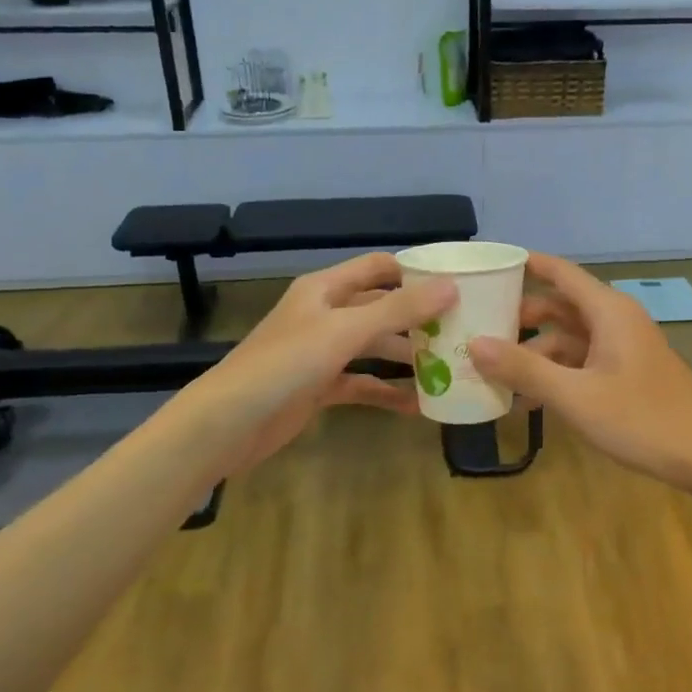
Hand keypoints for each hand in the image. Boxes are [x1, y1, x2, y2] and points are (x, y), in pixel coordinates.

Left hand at [180, 254, 454, 476]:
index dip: (415, 272)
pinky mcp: (320, 387)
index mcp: (326, 289)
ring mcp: (322, 352)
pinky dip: (386, 392)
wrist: (228, 423)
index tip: (457, 286)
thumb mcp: (344, 331)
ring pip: (374, 347)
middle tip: (462, 331)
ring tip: (449, 367)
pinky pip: (362, 383)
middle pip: (381, 308)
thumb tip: (451, 286)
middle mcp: (325, 314)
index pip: (378, 268)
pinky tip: (418, 405)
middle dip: (417, 319)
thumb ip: (398, 310)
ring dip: (406, 356)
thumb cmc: (285, 364)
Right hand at [469, 253, 691, 493]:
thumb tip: (474, 343)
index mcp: (608, 311)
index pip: (559, 272)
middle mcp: (615, 321)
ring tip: (493, 372)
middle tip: (476, 327)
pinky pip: (581, 362)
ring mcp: (622, 349)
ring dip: (534, 352)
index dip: (524, 265)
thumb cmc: (643, 419)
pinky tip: (529, 400)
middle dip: (519, 316)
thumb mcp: (575, 396)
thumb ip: (524, 369)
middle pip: (559, 305)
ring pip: (568, 338)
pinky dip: (555, 373)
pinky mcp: (626, 374)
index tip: (486, 267)